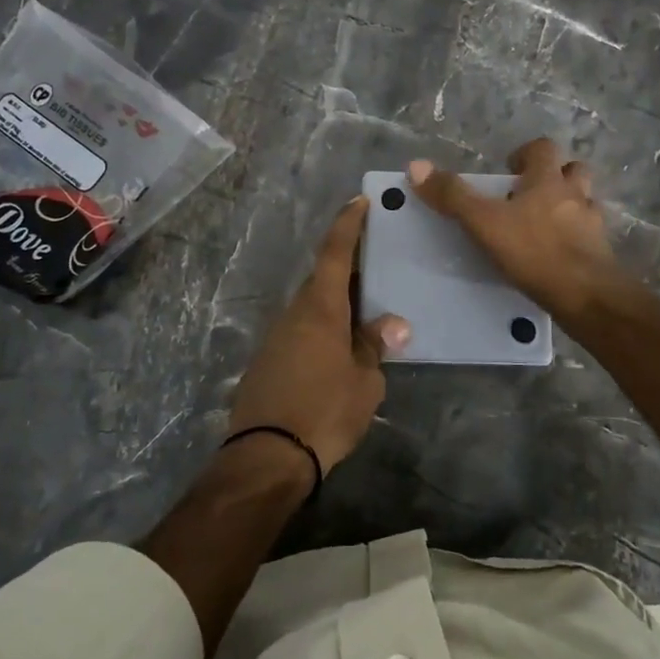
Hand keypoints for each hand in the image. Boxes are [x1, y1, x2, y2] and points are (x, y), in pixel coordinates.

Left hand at [223, 197, 409, 478]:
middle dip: (349, 271)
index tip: (357, 201)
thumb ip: (375, 347)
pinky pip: (300, 332)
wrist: (267, 456)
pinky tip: (339, 350)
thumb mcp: (364, 382)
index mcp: (321, 308)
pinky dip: (321, 330)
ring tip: (365, 315)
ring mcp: (276, 337)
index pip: (335, 253)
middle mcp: (295, 313)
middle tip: (377, 268)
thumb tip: (393, 325)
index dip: (347, 225)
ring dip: (336, 305)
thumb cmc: (325, 411)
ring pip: (311, 308)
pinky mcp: (267, 361)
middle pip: (323, 280)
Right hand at [409, 138, 626, 325]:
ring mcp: (593, 224)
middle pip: (574, 170)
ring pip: (585, 202)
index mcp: (548, 180)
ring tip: (545, 223)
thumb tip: (416, 166)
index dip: (527, 153)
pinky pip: (589, 236)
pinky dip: (576, 238)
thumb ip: (453, 196)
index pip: (544, 148)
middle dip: (555, 176)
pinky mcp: (601, 253)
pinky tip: (559, 254)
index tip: (511, 168)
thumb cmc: (534, 251)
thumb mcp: (484, 223)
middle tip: (529, 194)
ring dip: (569, 205)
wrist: (586, 295)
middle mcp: (575, 195)